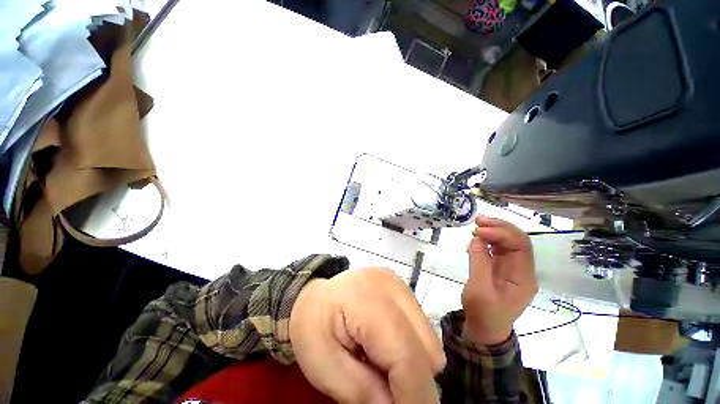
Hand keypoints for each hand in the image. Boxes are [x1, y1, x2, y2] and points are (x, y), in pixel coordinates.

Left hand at [289, 267, 444, 403]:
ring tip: (382, 365)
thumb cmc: (312, 327)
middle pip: (426, 347)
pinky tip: (387, 347)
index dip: (415, 397)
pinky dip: (410, 347)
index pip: (406, 354)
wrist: (315, 296)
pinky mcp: (403, 288)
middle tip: (387, 392)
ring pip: (429, 339)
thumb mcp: (323, 366)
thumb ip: (362, 393)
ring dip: (413, 364)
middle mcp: (392, 286)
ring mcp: (400, 284)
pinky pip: (421, 328)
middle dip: (414, 381)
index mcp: (368, 299)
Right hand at [462, 216, 537, 344]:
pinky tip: (477, 237)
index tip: (478, 230)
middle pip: (517, 240)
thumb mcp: (479, 290)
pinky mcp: (501, 268)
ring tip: (476, 224)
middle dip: (499, 227)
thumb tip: (476, 239)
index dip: (501, 233)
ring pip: (508, 242)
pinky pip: (497, 249)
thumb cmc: (484, 313)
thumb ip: (479, 263)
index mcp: (523, 277)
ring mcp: (512, 268)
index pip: (520, 246)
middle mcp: (522, 269)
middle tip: (478, 220)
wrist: (485, 329)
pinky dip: (487, 240)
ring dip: (493, 230)